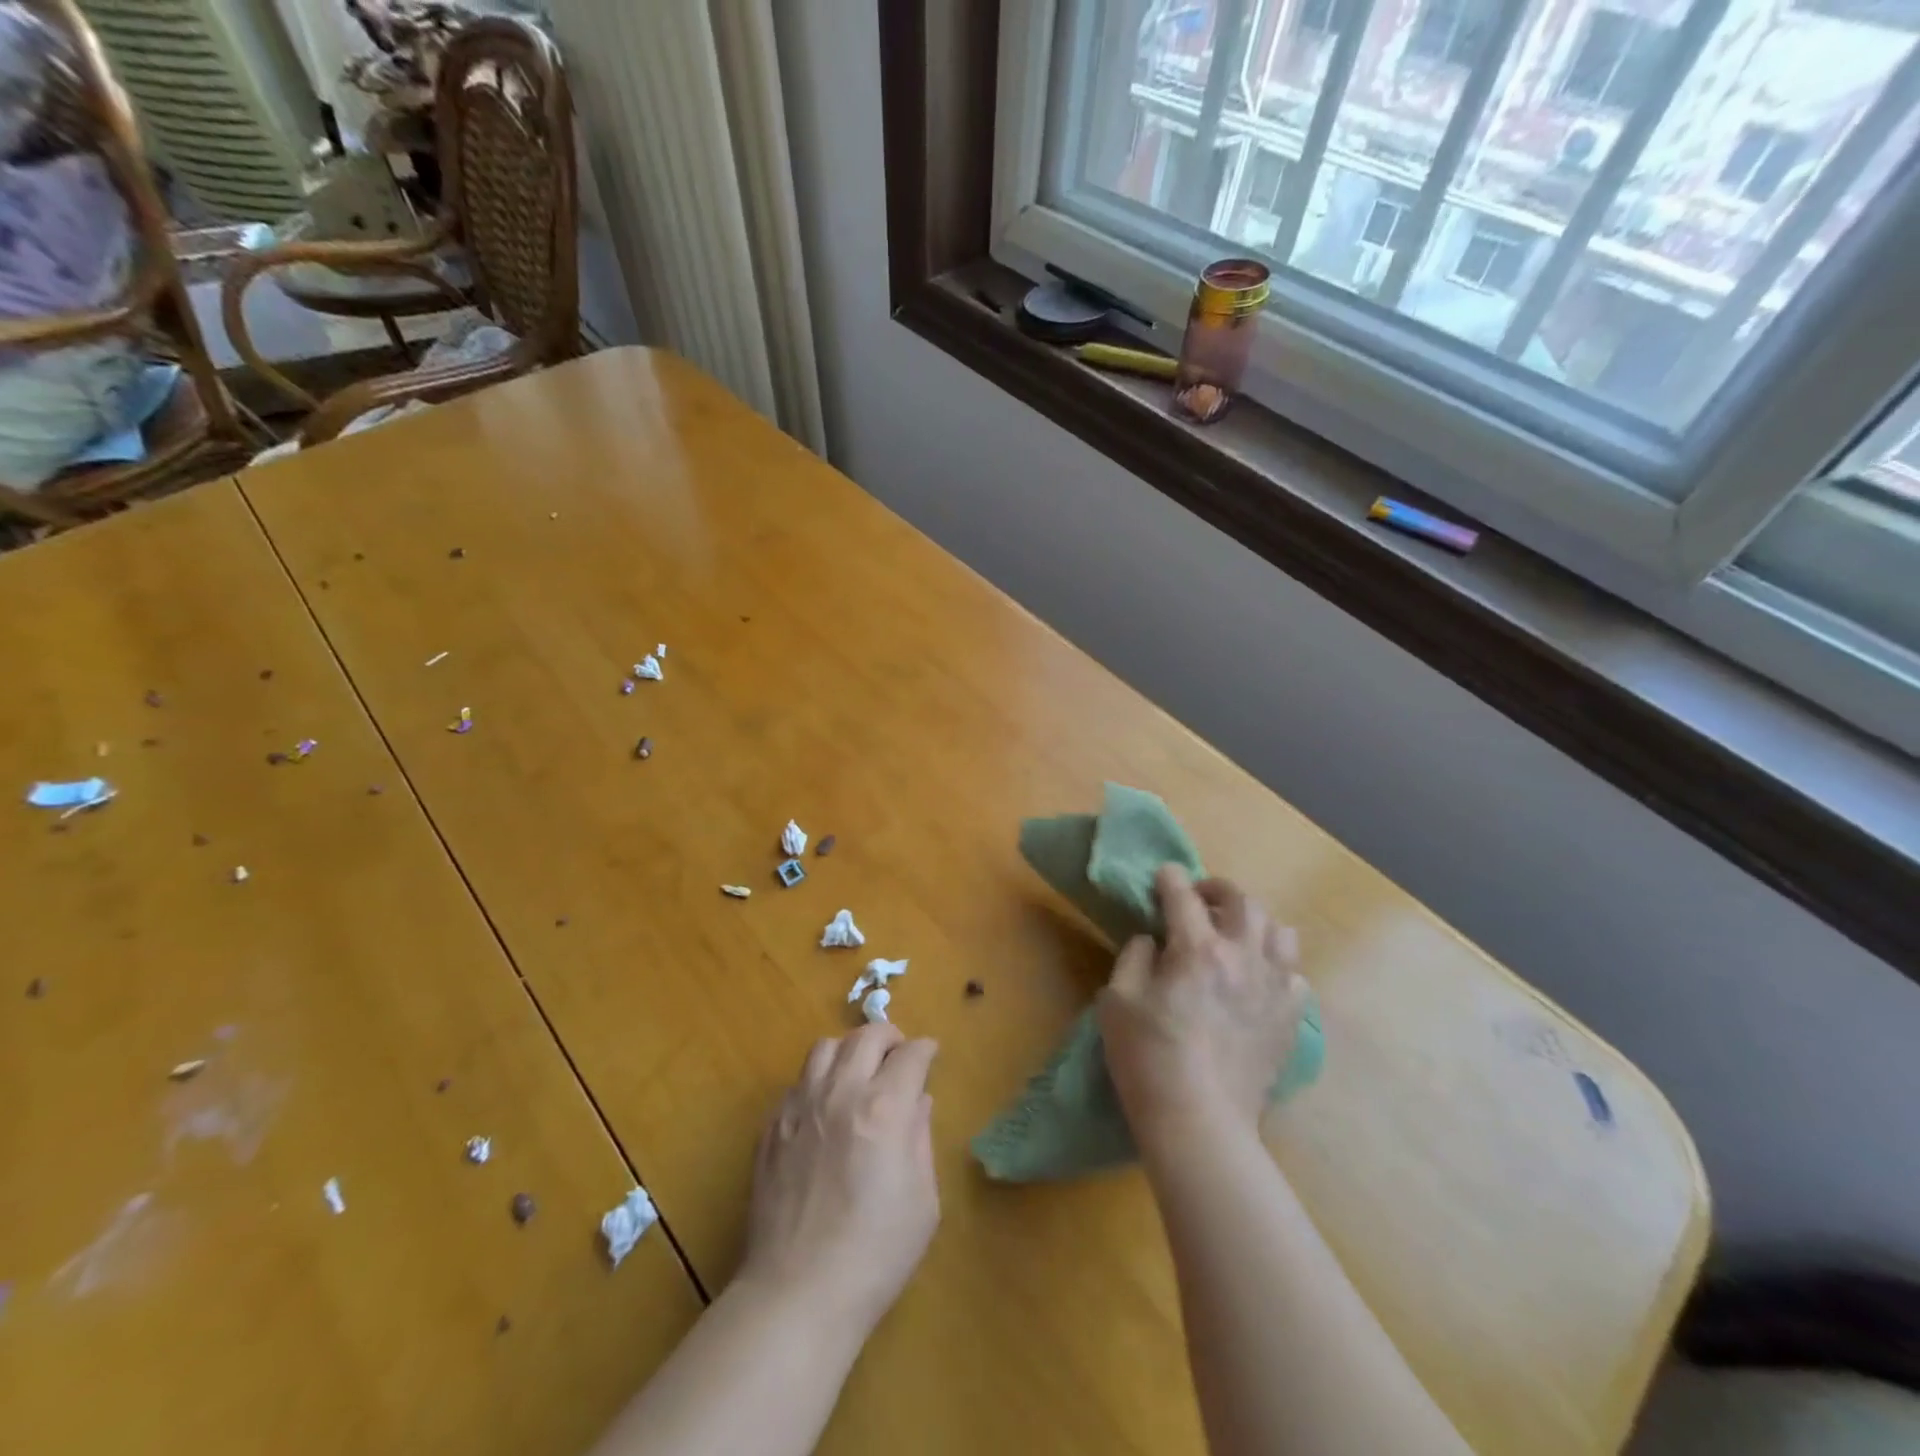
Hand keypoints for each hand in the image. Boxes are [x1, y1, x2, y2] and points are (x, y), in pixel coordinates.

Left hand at [737, 1023, 939, 1335]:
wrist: (798, 1294)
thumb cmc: (875, 1254)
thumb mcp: (922, 1200)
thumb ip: (920, 1138)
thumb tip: (918, 1101)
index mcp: (884, 1108)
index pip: (910, 1054)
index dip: (925, 1050)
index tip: (930, 1055)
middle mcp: (841, 1093)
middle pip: (866, 1036)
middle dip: (889, 1037)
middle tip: (898, 1055)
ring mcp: (800, 1106)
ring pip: (825, 1047)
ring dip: (849, 1050)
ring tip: (858, 1072)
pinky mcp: (772, 1127)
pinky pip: (797, 1082)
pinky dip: (818, 1081)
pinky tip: (824, 1108)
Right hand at [1099, 865, 1307, 1149]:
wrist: (1199, 1121)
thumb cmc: (1147, 1058)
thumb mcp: (1117, 1001)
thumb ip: (1135, 958)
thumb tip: (1154, 941)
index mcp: (1196, 949)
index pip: (1183, 896)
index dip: (1170, 878)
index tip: (1163, 875)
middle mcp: (1243, 957)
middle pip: (1243, 901)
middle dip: (1217, 890)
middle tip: (1200, 899)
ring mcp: (1274, 988)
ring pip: (1280, 931)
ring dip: (1255, 923)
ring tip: (1236, 935)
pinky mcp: (1291, 1020)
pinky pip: (1295, 976)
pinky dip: (1276, 967)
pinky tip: (1258, 980)